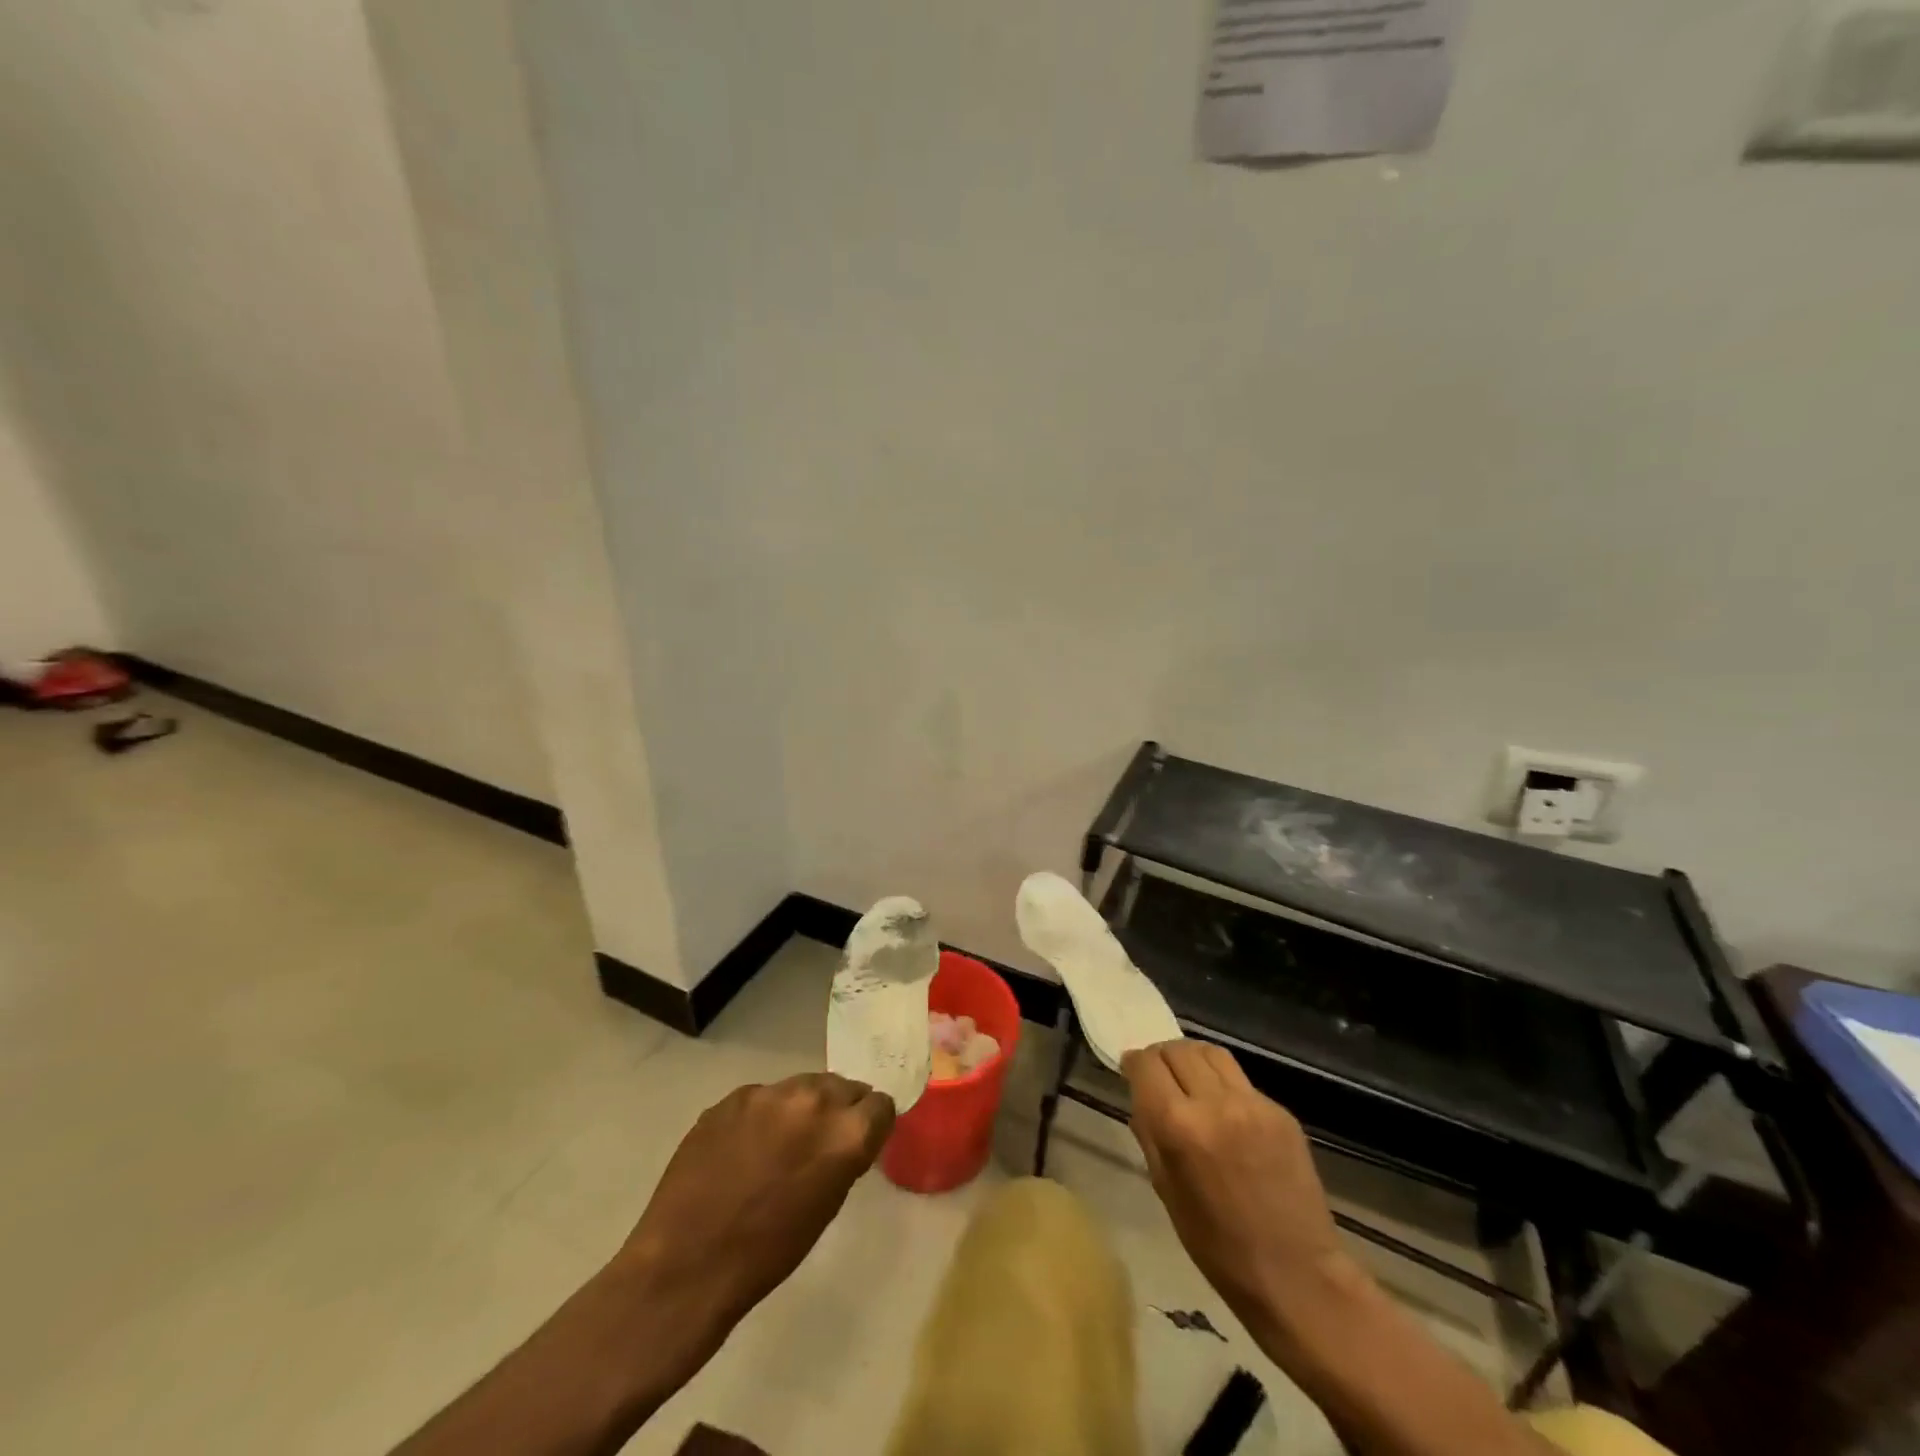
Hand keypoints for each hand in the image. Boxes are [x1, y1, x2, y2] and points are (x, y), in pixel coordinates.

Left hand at [614, 1074, 895, 1333]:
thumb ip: (843, 1156)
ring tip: (779, 1144)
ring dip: (801, 1108)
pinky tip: (743, 1149)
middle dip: (838, 1109)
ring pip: (803, 1086)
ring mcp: (770, 1093)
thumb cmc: (767, 1253)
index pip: (880, 1105)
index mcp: (846, 1133)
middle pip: (843, 1086)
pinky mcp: (734, 1096)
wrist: (686, 1265)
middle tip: (820, 1141)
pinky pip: (763, 1097)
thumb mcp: (826, 1207)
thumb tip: (844, 1136)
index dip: (871, 1124)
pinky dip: (763, 1116)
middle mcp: (814, 1100)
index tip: (860, 1141)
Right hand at [1123, 1041, 1348, 1334]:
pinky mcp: (1280, 1112)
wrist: (1298, 1276)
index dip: (1133, 1062)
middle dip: (1161, 1057)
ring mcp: (1252, 1104)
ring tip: (1189, 1079)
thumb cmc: (1218, 1247)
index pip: (1147, 1064)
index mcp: (1179, 1126)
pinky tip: (1223, 1109)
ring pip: (1210, 1052)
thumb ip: (1149, 1133)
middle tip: (1158, 1076)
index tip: (1130, 1070)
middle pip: (1177, 1049)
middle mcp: (1214, 1103)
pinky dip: (1222, 1083)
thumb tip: (1140, 1095)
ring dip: (1191, 1058)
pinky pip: (1240, 1080)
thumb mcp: (1165, 1190)